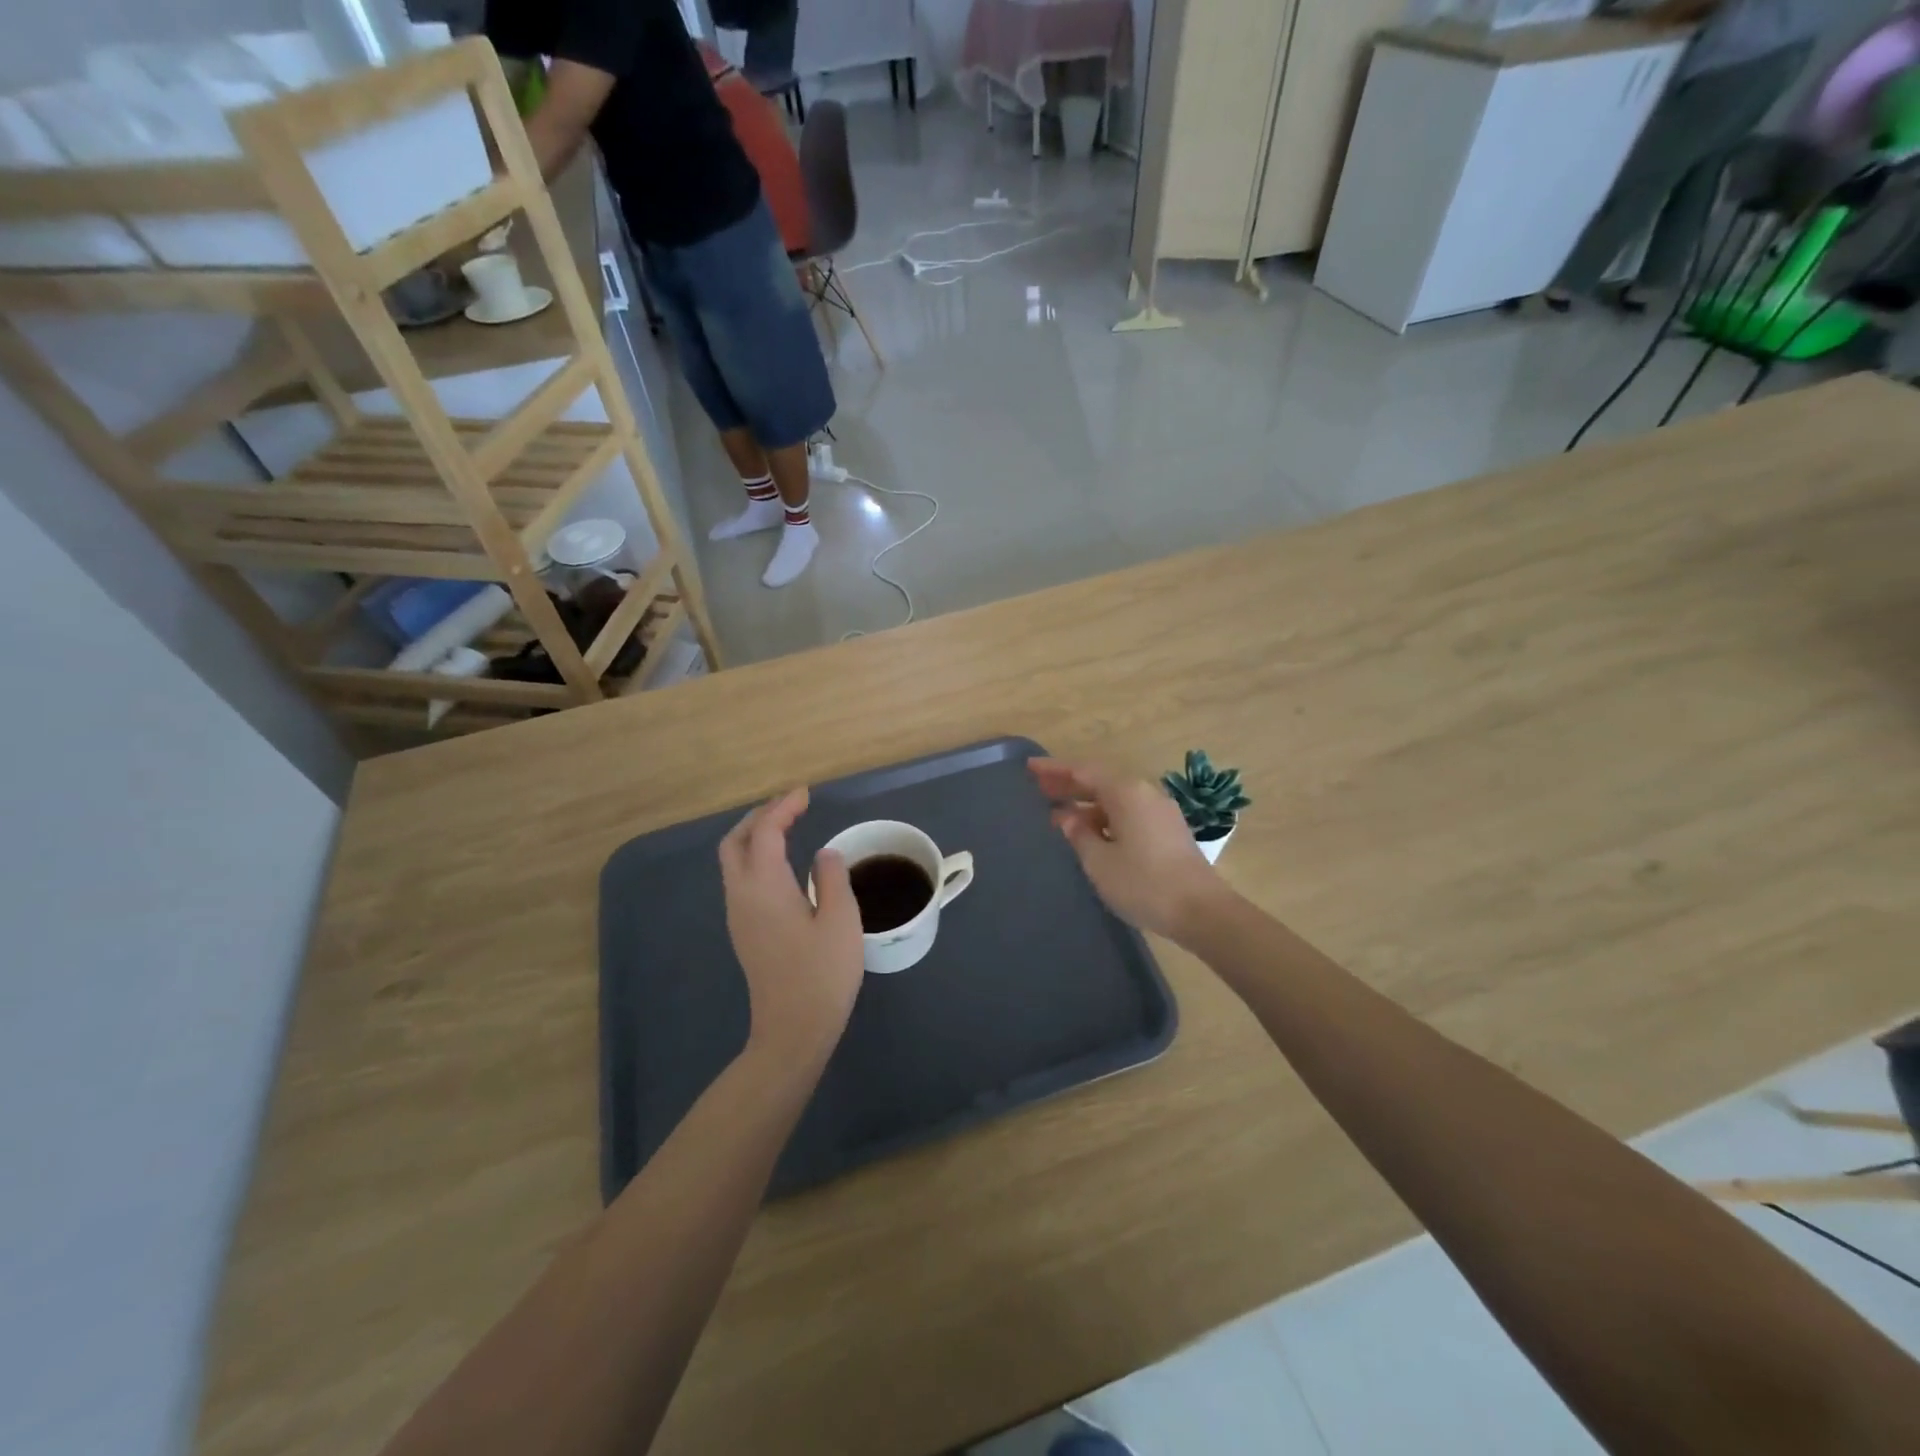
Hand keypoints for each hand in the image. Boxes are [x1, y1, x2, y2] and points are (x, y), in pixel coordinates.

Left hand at [718, 788, 864, 1067]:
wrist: (793, 1030)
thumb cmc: (822, 974)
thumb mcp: (841, 919)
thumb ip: (832, 877)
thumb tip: (823, 854)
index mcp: (764, 887)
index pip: (766, 832)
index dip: (783, 807)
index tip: (805, 794)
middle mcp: (742, 895)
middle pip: (734, 842)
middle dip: (759, 817)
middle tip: (791, 807)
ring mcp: (739, 916)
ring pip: (734, 861)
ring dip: (755, 837)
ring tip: (787, 827)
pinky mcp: (744, 932)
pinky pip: (741, 879)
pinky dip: (756, 857)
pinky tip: (782, 864)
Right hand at [1030, 759, 1230, 940]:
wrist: (1202, 911)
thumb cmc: (1144, 883)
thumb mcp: (1099, 861)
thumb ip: (1078, 834)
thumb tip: (1066, 817)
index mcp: (1126, 792)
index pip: (1083, 772)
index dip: (1055, 770)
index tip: (1029, 767)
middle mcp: (1144, 793)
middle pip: (1100, 782)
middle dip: (1069, 785)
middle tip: (1038, 788)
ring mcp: (1160, 812)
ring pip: (1115, 800)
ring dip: (1086, 804)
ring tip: (1058, 814)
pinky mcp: (1168, 831)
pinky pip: (1128, 813)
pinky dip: (1104, 817)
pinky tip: (1090, 833)